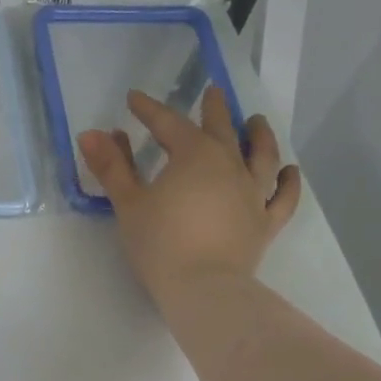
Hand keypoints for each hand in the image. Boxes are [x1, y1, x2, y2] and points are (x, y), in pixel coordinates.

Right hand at [78, 88, 299, 305]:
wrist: (203, 287)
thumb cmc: (159, 244)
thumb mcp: (128, 204)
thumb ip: (111, 167)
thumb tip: (91, 133)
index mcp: (193, 155)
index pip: (167, 123)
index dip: (149, 109)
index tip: (134, 99)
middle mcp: (229, 165)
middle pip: (221, 129)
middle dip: (213, 109)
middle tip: (212, 92)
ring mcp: (253, 193)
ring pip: (261, 154)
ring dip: (259, 135)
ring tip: (256, 122)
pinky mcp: (265, 222)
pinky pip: (283, 197)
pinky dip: (288, 182)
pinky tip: (289, 171)